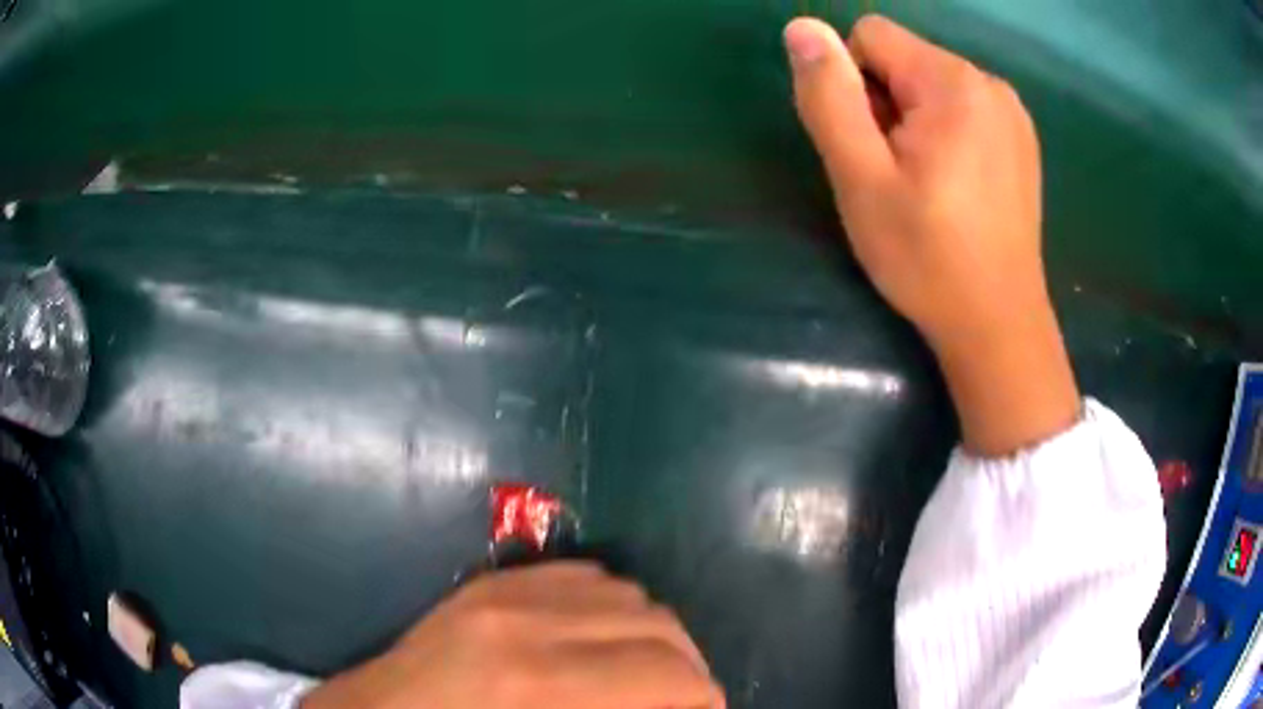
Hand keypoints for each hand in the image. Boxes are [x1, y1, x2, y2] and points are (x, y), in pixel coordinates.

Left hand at [302, 562, 724, 708]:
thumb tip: (679, 708)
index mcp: (539, 686)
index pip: (672, 677)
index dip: (707, 702)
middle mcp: (526, 623)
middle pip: (661, 629)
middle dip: (689, 671)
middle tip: (685, 703)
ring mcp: (501, 592)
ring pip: (629, 594)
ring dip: (653, 639)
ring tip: (646, 676)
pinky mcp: (487, 584)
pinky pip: (582, 578)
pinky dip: (612, 610)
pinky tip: (602, 643)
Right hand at [785, 15, 1078, 455]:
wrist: (998, 326)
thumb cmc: (927, 258)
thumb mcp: (861, 178)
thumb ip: (828, 96)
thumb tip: (802, 28)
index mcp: (953, 82)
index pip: (870, 36)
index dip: (851, 84)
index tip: (868, 146)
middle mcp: (989, 84)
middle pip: (904, 60)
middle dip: (884, 105)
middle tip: (894, 175)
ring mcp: (1012, 114)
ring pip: (932, 86)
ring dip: (913, 123)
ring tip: (924, 186)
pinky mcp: (1020, 142)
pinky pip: (962, 111)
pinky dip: (944, 136)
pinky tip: (953, 189)